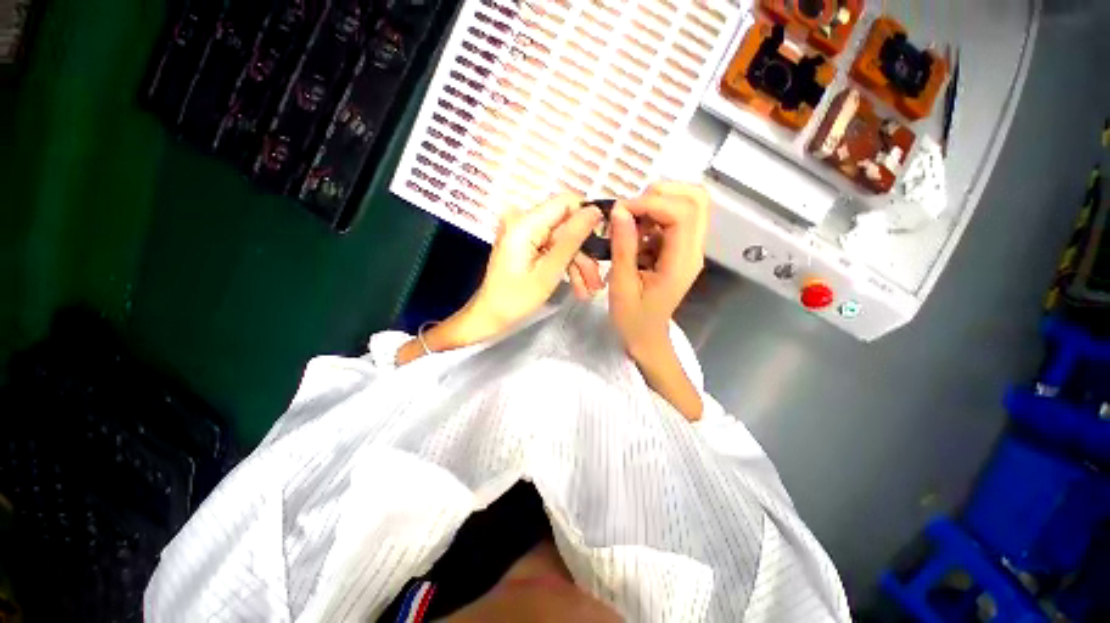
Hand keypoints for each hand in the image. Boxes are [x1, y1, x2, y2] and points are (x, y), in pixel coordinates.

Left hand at [397, 194, 600, 364]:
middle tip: (596, 280)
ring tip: (589, 290)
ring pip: (563, 240)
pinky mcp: (527, 244)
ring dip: (578, 263)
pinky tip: (578, 287)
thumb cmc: (515, 299)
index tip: (601, 243)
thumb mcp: (549, 271)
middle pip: (566, 225)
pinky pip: (553, 248)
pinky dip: (566, 265)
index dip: (587, 218)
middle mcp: (524, 221)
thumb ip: (572, 239)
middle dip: (584, 252)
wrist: (490, 316)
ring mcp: (525, 233)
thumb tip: (594, 211)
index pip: (566, 202)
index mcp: (525, 223)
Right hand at [609, 183, 708, 358]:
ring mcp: (690, 248)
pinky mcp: (681, 249)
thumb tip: (620, 211)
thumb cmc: (633, 318)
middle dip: (660, 194)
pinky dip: (654, 215)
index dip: (651, 203)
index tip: (621, 212)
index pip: (682, 213)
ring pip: (689, 204)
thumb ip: (623, 247)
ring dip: (658, 202)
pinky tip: (636, 233)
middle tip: (631, 211)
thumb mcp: (621, 285)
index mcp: (681, 262)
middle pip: (697, 199)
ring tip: (632, 221)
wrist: (647, 337)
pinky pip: (676, 218)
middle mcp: (693, 250)